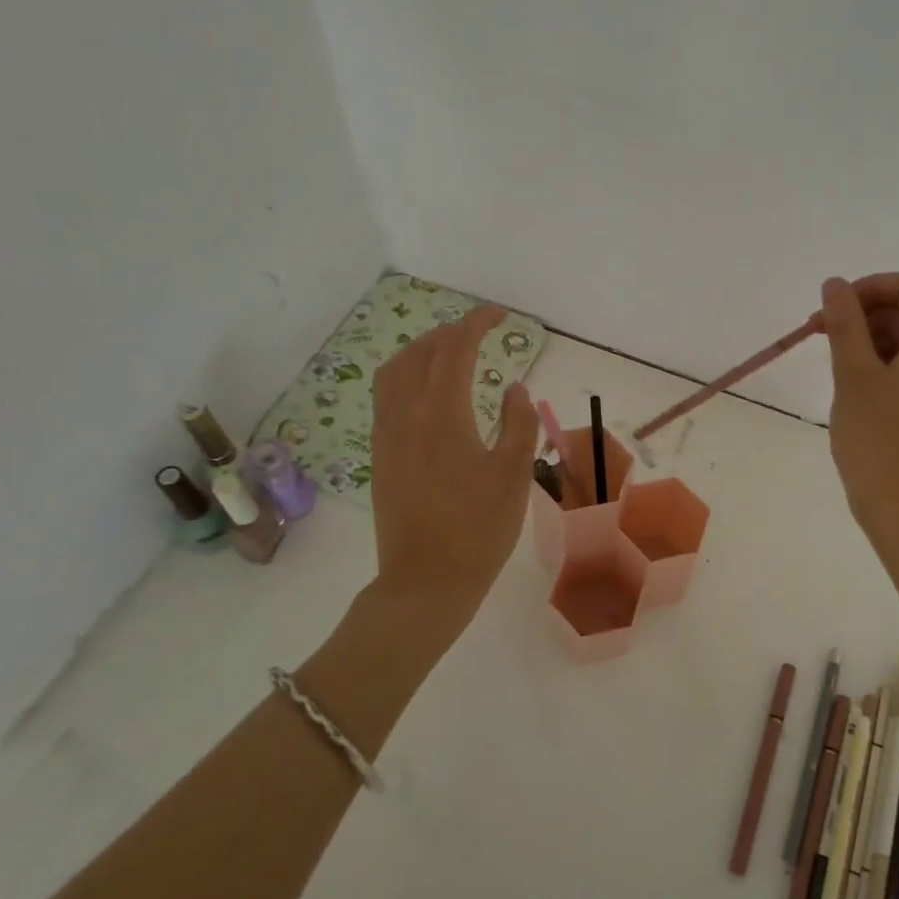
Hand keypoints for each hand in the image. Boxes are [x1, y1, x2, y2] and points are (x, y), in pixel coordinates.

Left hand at [368, 304, 536, 623]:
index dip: (476, 324)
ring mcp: (387, 436)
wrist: (426, 582)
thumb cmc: (479, 530)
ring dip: (421, 351)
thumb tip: (515, 388)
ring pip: (394, 372)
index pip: (455, 351)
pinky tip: (425, 391)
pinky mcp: (380, 456)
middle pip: (420, 354)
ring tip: (448, 351)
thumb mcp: (514, 476)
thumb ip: (519, 425)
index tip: (498, 316)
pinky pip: (385, 397)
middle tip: (479, 331)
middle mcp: (407, 415)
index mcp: (443, 415)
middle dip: (449, 332)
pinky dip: (405, 375)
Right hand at [818, 273, 898, 555]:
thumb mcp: (854, 376)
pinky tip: (853, 385)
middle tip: (819, 335)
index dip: (869, 287)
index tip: (831, 309)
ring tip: (832, 362)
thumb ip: (844, 323)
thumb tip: (834, 284)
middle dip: (864, 313)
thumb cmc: (879, 441)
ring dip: (869, 339)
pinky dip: (881, 364)